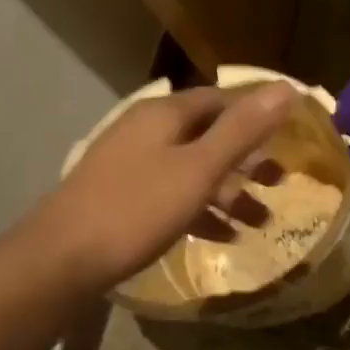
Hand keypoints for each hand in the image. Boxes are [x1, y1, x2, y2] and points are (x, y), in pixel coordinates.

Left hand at [23, 83, 296, 290]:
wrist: (59, 261)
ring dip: (228, 191)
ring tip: (261, 220)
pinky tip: (224, 237)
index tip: (290, 133)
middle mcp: (147, 129)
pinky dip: (201, 210)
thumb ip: (242, 130)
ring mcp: (131, 163)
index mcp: (164, 113)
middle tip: (280, 181)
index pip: (222, 99)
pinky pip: (173, 193)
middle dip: (246, 158)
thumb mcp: (199, 169)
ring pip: (192, 167)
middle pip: (208, 134)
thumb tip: (286, 87)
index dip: (257, 112)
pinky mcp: (122, 196)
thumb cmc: (136, 208)